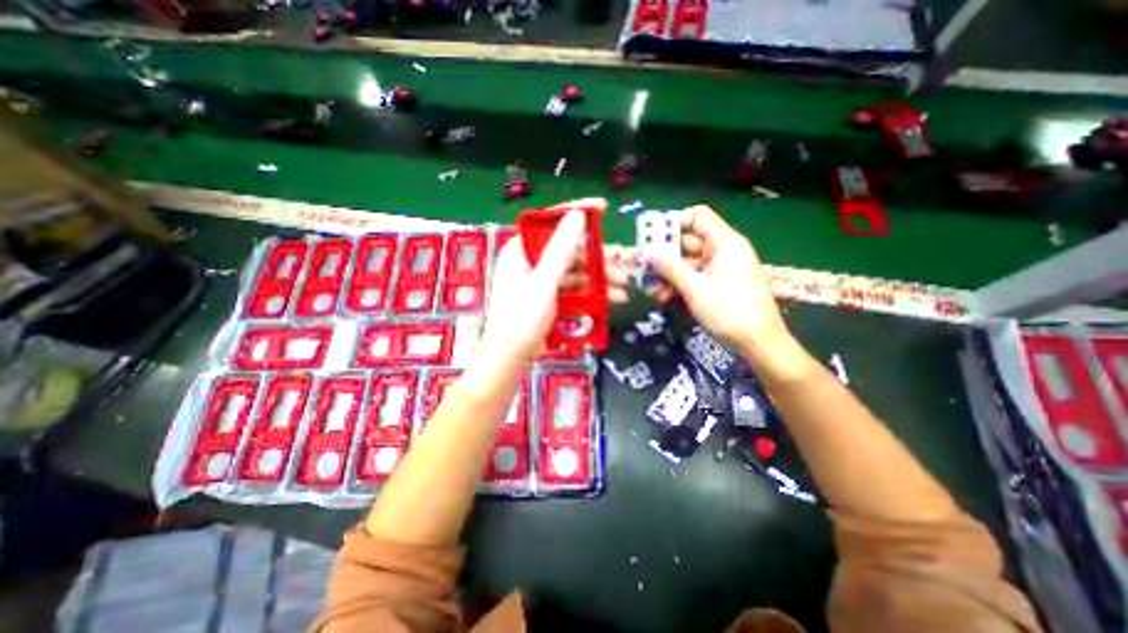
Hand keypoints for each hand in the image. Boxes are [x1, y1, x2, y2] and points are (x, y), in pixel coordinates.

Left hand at [477, 194, 633, 364]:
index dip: (576, 212)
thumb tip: (577, 215)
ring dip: (597, 279)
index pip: (549, 222)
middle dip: (596, 260)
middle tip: (620, 270)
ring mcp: (538, 279)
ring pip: (573, 270)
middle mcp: (529, 260)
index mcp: (520, 250)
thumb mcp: (544, 283)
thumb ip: (561, 250)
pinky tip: (608, 300)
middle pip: (567, 250)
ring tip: (621, 291)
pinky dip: (588, 292)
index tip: (603, 207)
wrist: (509, 359)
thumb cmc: (521, 320)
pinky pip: (571, 287)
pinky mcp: (546, 295)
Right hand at [647, 205, 787, 355]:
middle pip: (689, 241)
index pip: (698, 217)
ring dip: (669, 273)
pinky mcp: (720, 282)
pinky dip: (680, 283)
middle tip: (644, 266)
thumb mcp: (695, 289)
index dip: (674, 221)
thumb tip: (650, 253)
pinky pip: (696, 275)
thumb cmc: (729, 311)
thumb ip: (671, 268)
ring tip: (651, 288)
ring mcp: (722, 268)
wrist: (759, 342)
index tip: (653, 236)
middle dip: (665, 255)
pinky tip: (663, 296)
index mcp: (724, 242)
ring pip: (689, 262)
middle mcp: (723, 250)